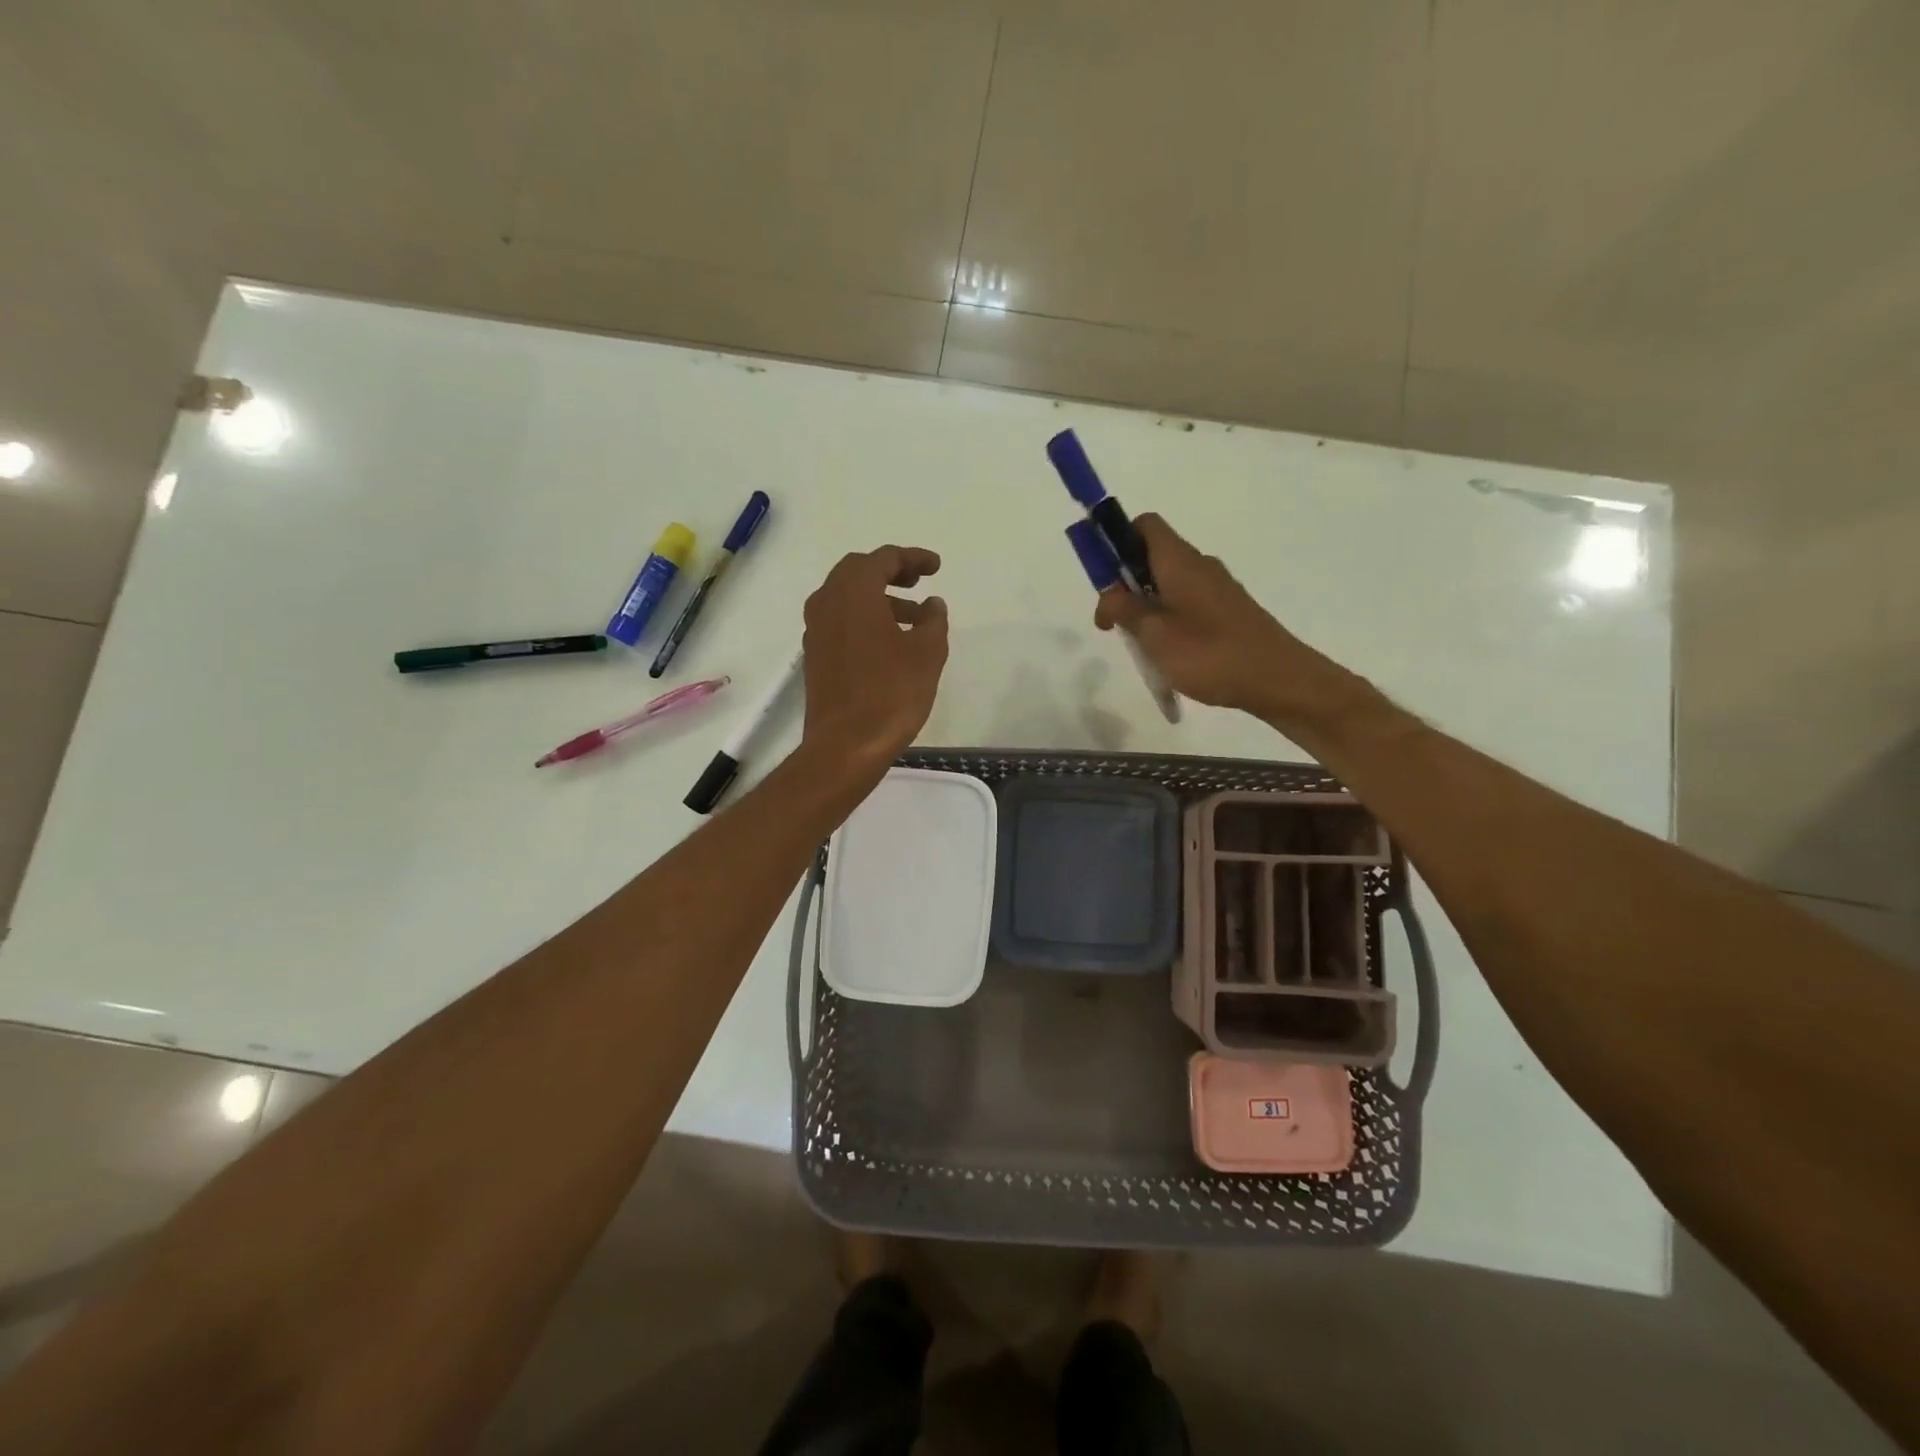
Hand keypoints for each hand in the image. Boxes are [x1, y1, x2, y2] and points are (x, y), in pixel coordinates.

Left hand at [801, 545, 948, 769]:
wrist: (845, 746)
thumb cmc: (890, 694)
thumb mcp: (927, 653)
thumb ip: (933, 620)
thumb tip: (932, 604)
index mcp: (853, 592)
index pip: (883, 558)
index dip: (913, 558)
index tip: (936, 567)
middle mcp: (827, 602)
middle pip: (859, 572)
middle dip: (891, 572)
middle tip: (919, 582)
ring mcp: (816, 631)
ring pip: (848, 599)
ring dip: (880, 599)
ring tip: (915, 618)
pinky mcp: (815, 656)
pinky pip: (841, 622)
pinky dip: (865, 619)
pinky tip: (890, 642)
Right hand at [1093, 514, 1330, 720]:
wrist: (1277, 678)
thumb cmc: (1210, 653)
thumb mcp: (1154, 634)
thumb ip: (1124, 610)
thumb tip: (1108, 595)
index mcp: (1179, 560)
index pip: (1144, 525)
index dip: (1117, 540)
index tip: (1102, 577)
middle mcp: (1199, 565)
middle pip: (1152, 555)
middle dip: (1125, 582)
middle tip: (1113, 623)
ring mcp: (1217, 588)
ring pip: (1168, 583)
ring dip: (1145, 605)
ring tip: (1140, 644)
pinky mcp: (1228, 611)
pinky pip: (1186, 602)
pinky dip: (1168, 618)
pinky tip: (1168, 652)